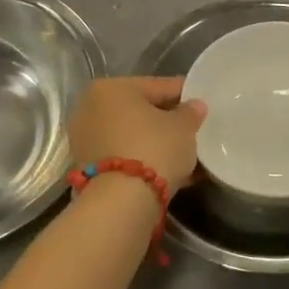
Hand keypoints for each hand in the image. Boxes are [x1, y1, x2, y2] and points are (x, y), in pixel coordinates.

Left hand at [67, 77, 206, 191]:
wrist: (121, 202)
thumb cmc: (153, 148)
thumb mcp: (183, 127)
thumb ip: (190, 112)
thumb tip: (195, 106)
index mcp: (111, 88)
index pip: (157, 86)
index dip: (183, 94)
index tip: (201, 102)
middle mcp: (91, 108)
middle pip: (141, 111)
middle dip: (167, 121)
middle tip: (194, 129)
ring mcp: (86, 140)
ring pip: (132, 136)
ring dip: (157, 143)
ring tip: (186, 153)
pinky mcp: (88, 169)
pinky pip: (125, 156)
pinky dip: (145, 160)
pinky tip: (170, 170)